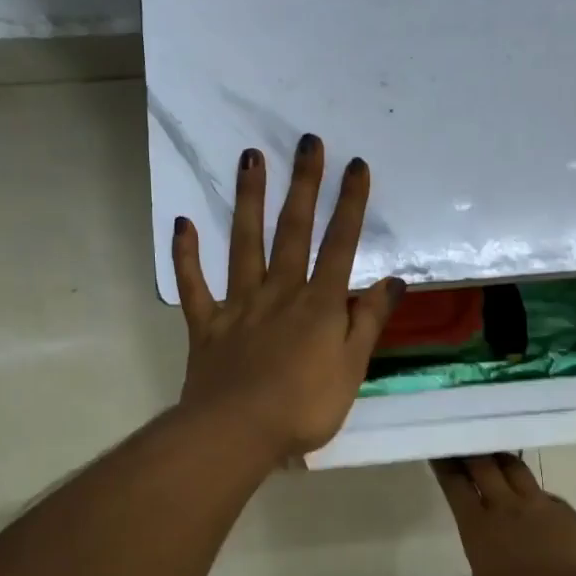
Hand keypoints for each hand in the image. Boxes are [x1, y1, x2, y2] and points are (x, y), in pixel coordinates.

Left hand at [171, 134, 403, 456]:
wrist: (237, 433)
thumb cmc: (304, 406)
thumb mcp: (352, 368)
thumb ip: (370, 321)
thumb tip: (392, 281)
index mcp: (318, 304)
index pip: (340, 245)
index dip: (350, 204)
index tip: (356, 165)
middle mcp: (279, 292)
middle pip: (293, 230)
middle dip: (303, 185)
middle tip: (307, 142)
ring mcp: (239, 304)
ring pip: (244, 243)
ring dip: (248, 200)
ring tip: (250, 157)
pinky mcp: (206, 323)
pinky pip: (194, 285)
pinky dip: (186, 255)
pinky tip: (183, 223)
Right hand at [433, 455, 575, 575]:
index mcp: (479, 527)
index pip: (456, 486)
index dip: (445, 466)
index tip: (439, 451)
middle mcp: (509, 507)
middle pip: (485, 466)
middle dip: (471, 453)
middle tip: (464, 442)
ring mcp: (543, 507)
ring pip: (517, 470)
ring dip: (503, 460)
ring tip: (496, 457)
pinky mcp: (572, 515)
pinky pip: (548, 497)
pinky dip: (536, 496)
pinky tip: (538, 506)